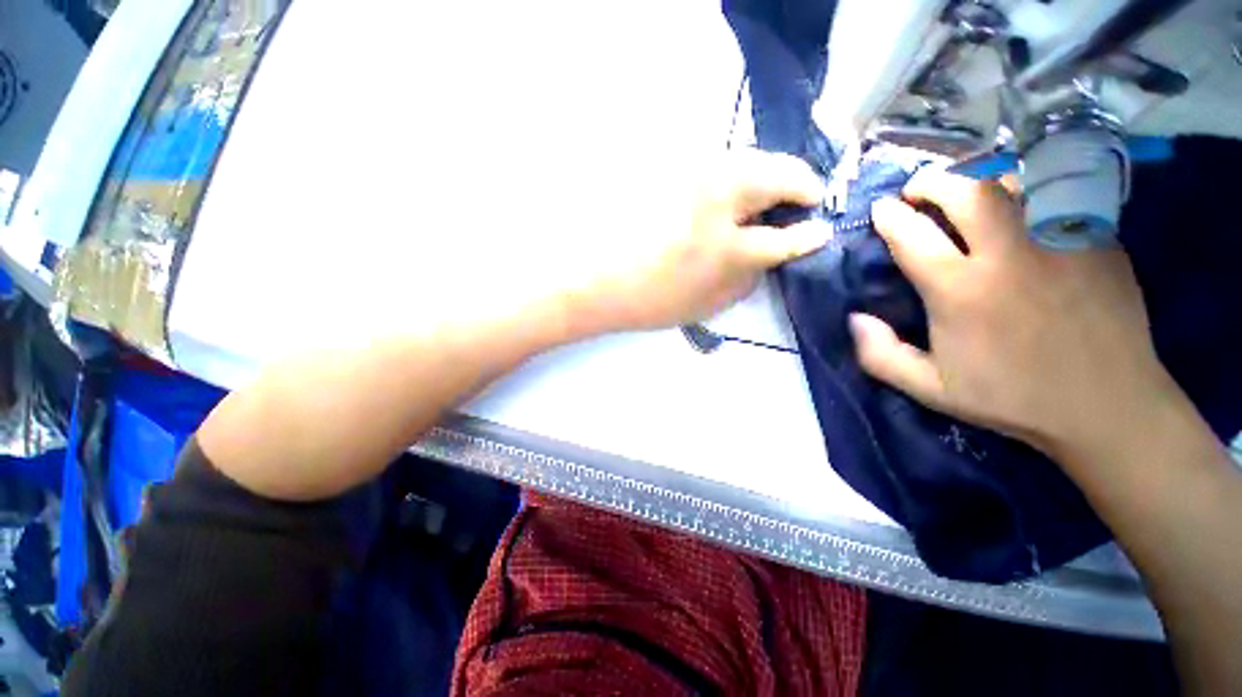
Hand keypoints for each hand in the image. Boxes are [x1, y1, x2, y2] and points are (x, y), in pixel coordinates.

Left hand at [566, 149, 832, 332]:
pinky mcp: (671, 166)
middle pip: (779, 173)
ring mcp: (691, 173)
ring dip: (767, 174)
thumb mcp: (707, 304)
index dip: (808, 234)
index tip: (820, 229)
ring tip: (762, 199)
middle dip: (799, 185)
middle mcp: (717, 197)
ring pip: (749, 158)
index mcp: (727, 247)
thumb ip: (748, 278)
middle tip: (798, 204)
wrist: (593, 279)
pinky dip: (734, 172)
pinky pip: (717, 160)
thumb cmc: (649, 301)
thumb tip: (772, 254)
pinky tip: (724, 193)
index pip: (786, 236)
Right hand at [852, 169, 1174, 459]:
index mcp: (960, 291)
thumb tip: (855, 318)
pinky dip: (1026, 190)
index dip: (889, 217)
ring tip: (966, 190)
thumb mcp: (930, 388)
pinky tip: (1017, 204)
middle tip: (918, 189)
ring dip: (979, 179)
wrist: (1107, 405)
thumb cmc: (1011, 397)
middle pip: (964, 191)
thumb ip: (880, 355)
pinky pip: (1054, 195)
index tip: (881, 209)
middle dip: (932, 181)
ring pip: (1014, 181)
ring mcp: (1058, 241)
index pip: (912, 235)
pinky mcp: (1097, 239)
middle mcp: (1008, 255)